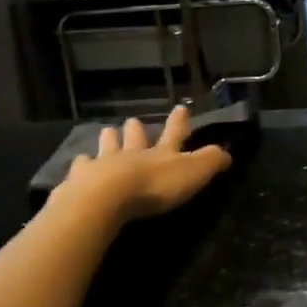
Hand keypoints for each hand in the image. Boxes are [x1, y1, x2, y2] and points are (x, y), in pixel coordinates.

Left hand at [57, 105, 231, 224]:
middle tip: (132, 120)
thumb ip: (211, 162)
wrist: (105, 198)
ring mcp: (103, 165)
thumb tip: (228, 152)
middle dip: (135, 129)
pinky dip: (81, 165)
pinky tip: (77, 164)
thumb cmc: (153, 187)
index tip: (181, 107)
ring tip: (106, 132)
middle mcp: (132, 154)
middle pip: (134, 137)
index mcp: (160, 154)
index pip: (174, 134)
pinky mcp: (80, 181)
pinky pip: (80, 168)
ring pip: (107, 147)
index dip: (179, 122)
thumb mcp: (193, 173)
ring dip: (109, 140)